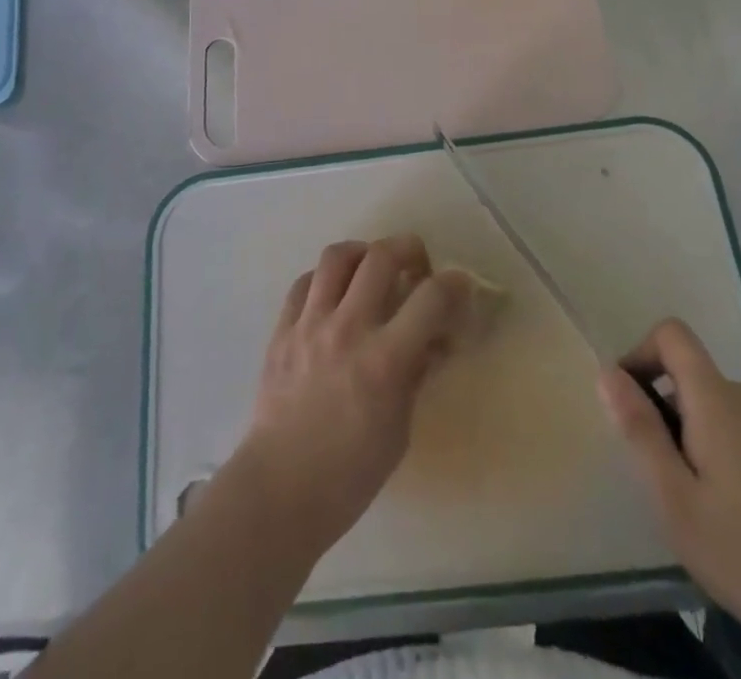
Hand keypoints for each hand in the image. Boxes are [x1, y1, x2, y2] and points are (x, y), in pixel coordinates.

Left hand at [229, 235, 474, 559]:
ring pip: (337, 256)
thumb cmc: (350, 473)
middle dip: (408, 249)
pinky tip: (333, 294)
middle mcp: (347, 329)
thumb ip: (417, 373)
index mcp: (384, 360)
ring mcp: (309, 324)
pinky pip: (304, 282)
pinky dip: (324, 279)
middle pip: (381, 257)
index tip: (461, 284)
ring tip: (372, 266)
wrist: (280, 489)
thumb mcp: (400, 428)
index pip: (430, 298)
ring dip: (363, 252)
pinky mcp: (281, 329)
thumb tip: (435, 339)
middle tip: (416, 264)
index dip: (454, 283)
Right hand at [599, 319, 740, 678]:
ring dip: (682, 431)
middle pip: (685, 371)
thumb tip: (607, 373)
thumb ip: (640, 430)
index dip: (639, 353)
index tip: (629, 405)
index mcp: (716, 399)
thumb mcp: (675, 499)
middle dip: (658, 406)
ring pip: (705, 402)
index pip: (671, 334)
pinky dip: (709, 447)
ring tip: (688, 497)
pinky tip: (722, 508)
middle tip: (657, 472)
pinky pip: (729, 425)